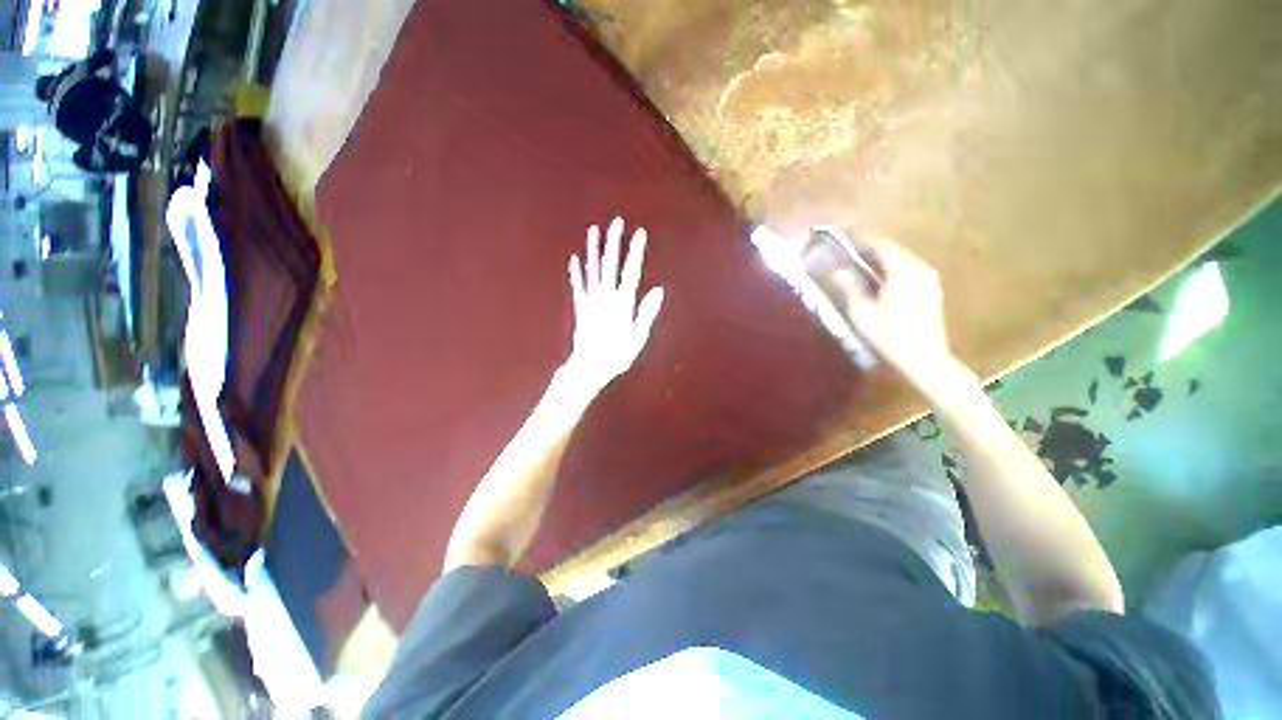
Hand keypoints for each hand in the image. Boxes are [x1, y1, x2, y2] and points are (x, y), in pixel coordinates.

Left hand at [562, 217, 664, 393]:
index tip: (640, 233)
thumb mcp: (638, 337)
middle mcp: (606, 297)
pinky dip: (576, 272)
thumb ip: (647, 312)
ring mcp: (591, 301)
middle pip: (610, 264)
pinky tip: (574, 259)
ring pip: (592, 270)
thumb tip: (658, 290)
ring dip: (593, 250)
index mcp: (623, 303)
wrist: (589, 366)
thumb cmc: (617, 355)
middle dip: (614, 242)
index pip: (631, 271)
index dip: (635, 251)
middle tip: (617, 222)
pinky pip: (578, 286)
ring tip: (593, 231)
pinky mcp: (581, 308)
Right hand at [830, 238, 958, 388]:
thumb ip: (849, 287)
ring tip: (860, 267)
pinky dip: (892, 270)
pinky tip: (879, 281)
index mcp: (902, 270)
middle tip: (848, 253)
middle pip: (893, 250)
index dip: (861, 240)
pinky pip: (909, 271)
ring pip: (901, 260)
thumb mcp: (861, 312)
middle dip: (870, 249)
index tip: (843, 239)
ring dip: (881, 260)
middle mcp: (919, 268)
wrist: (924, 359)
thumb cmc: (889, 335)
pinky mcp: (931, 291)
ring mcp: (929, 279)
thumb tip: (837, 270)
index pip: (880, 245)